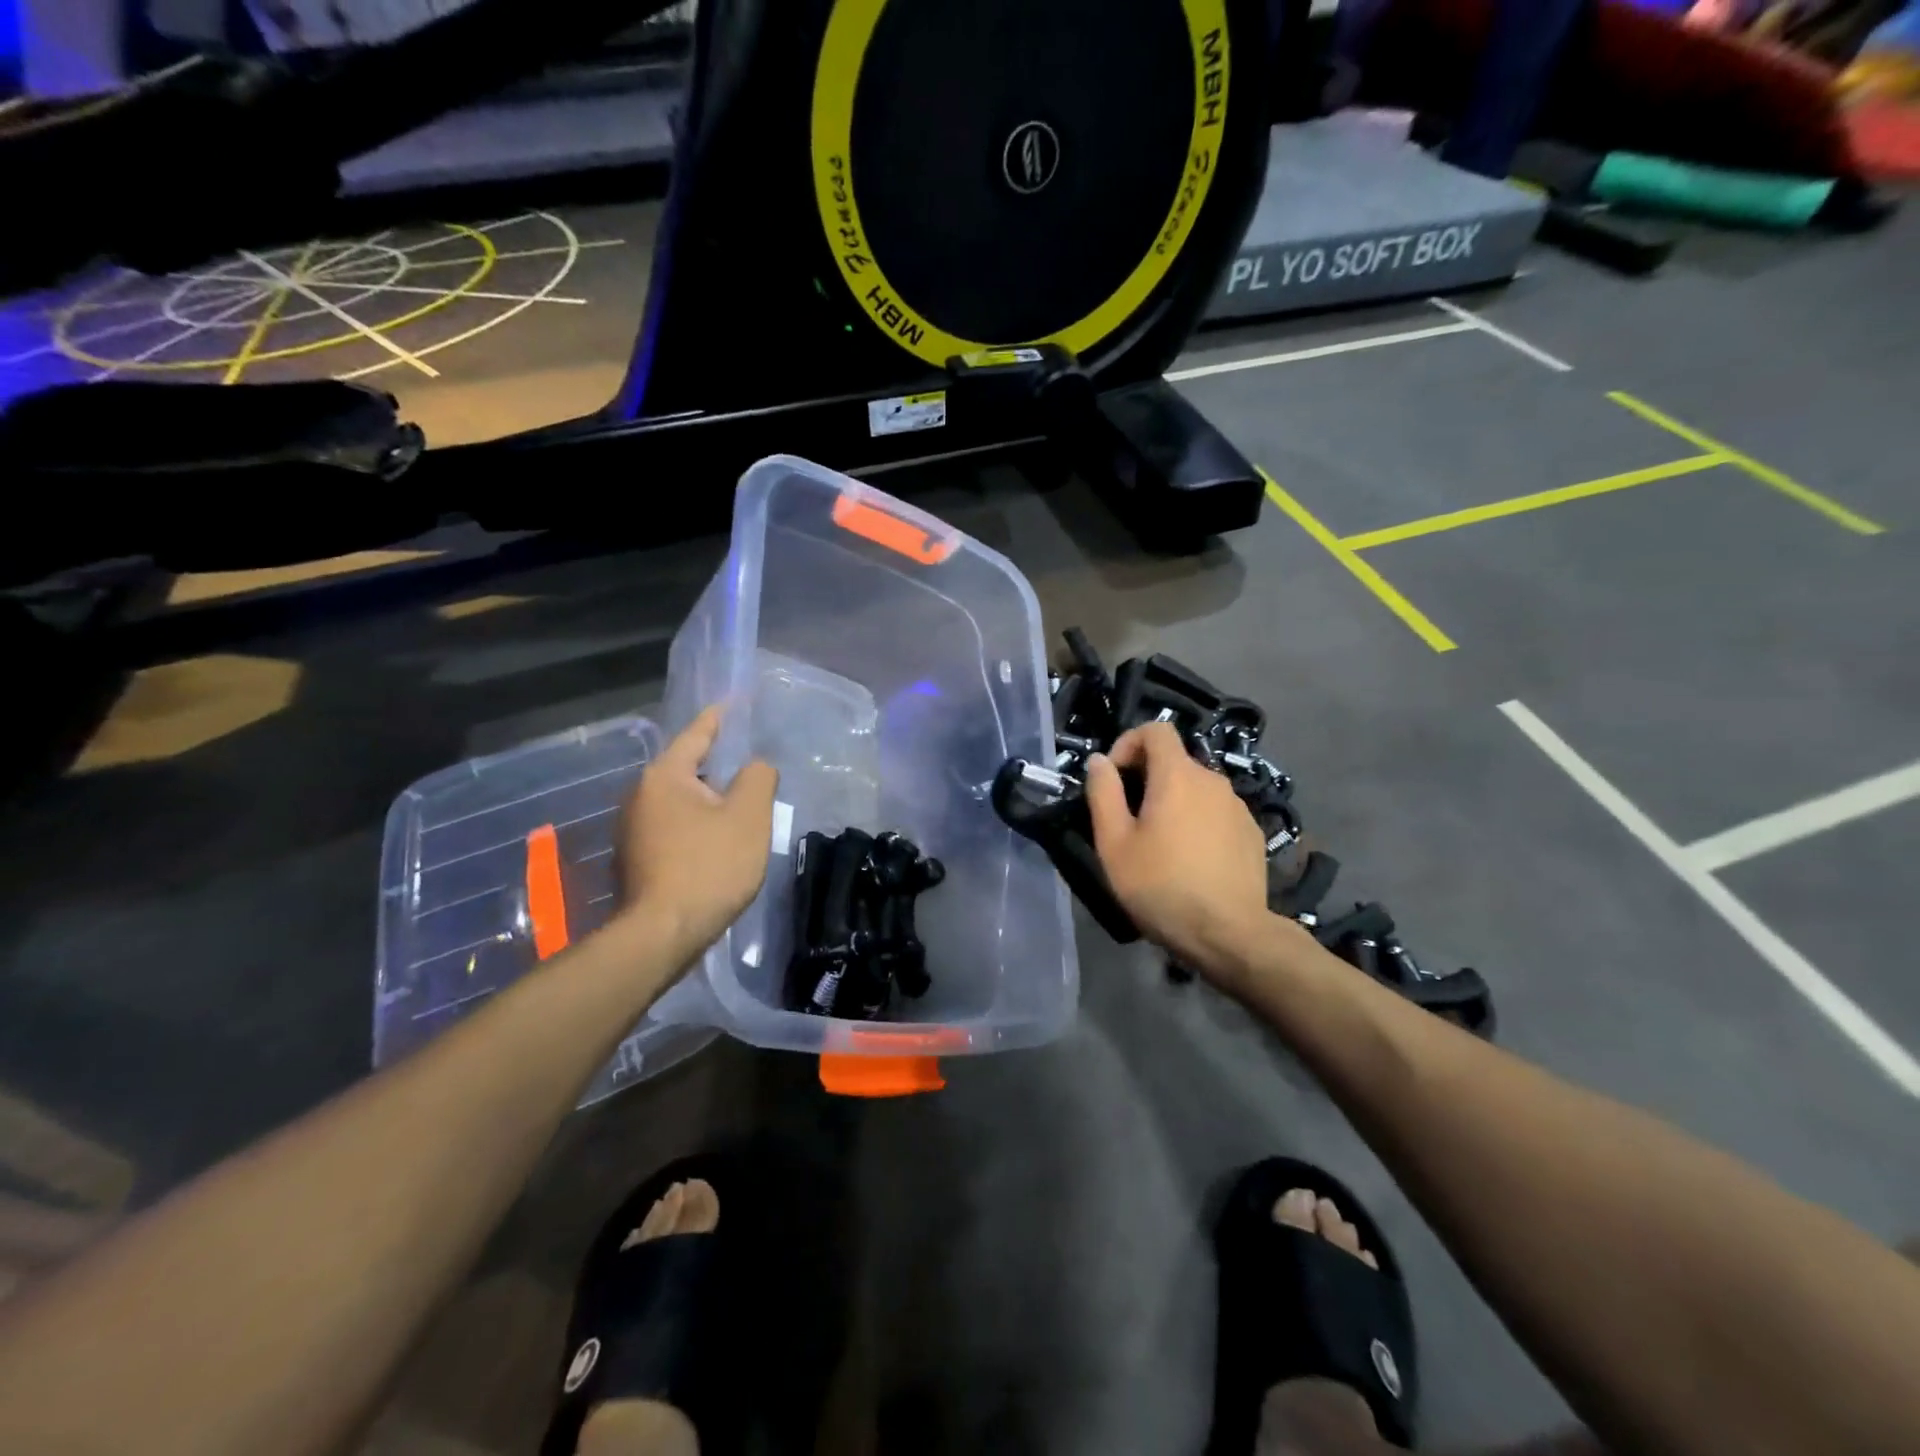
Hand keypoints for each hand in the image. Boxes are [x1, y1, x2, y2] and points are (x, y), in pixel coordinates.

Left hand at [619, 706, 777, 964]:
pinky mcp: (635, 859)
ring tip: (739, 807)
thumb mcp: (749, 816)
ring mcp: (632, 830)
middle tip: (749, 766)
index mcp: (664, 776)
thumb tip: (755, 767)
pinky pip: (673, 827)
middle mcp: (639, 796)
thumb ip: (758, 778)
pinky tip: (716, 842)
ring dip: (708, 800)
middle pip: (686, 769)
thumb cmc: (709, 866)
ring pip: (680, 801)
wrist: (663, 934)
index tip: (734, 702)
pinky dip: (696, 825)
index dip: (719, 718)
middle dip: (717, 766)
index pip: (696, 735)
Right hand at [1084, 722, 1272, 978]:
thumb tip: (1099, 761)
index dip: (1128, 742)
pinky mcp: (1252, 833)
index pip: (1156, 729)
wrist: (1230, 934)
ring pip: (1196, 788)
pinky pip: (1216, 812)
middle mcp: (1213, 780)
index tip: (1114, 778)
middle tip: (1128, 819)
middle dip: (1147, 778)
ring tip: (1159, 844)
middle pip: (1175, 760)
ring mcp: (1238, 806)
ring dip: (1173, 801)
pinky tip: (1191, 860)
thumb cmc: (1162, 886)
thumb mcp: (1114, 843)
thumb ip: (1103, 793)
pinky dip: (1198, 821)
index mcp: (1177, 776)